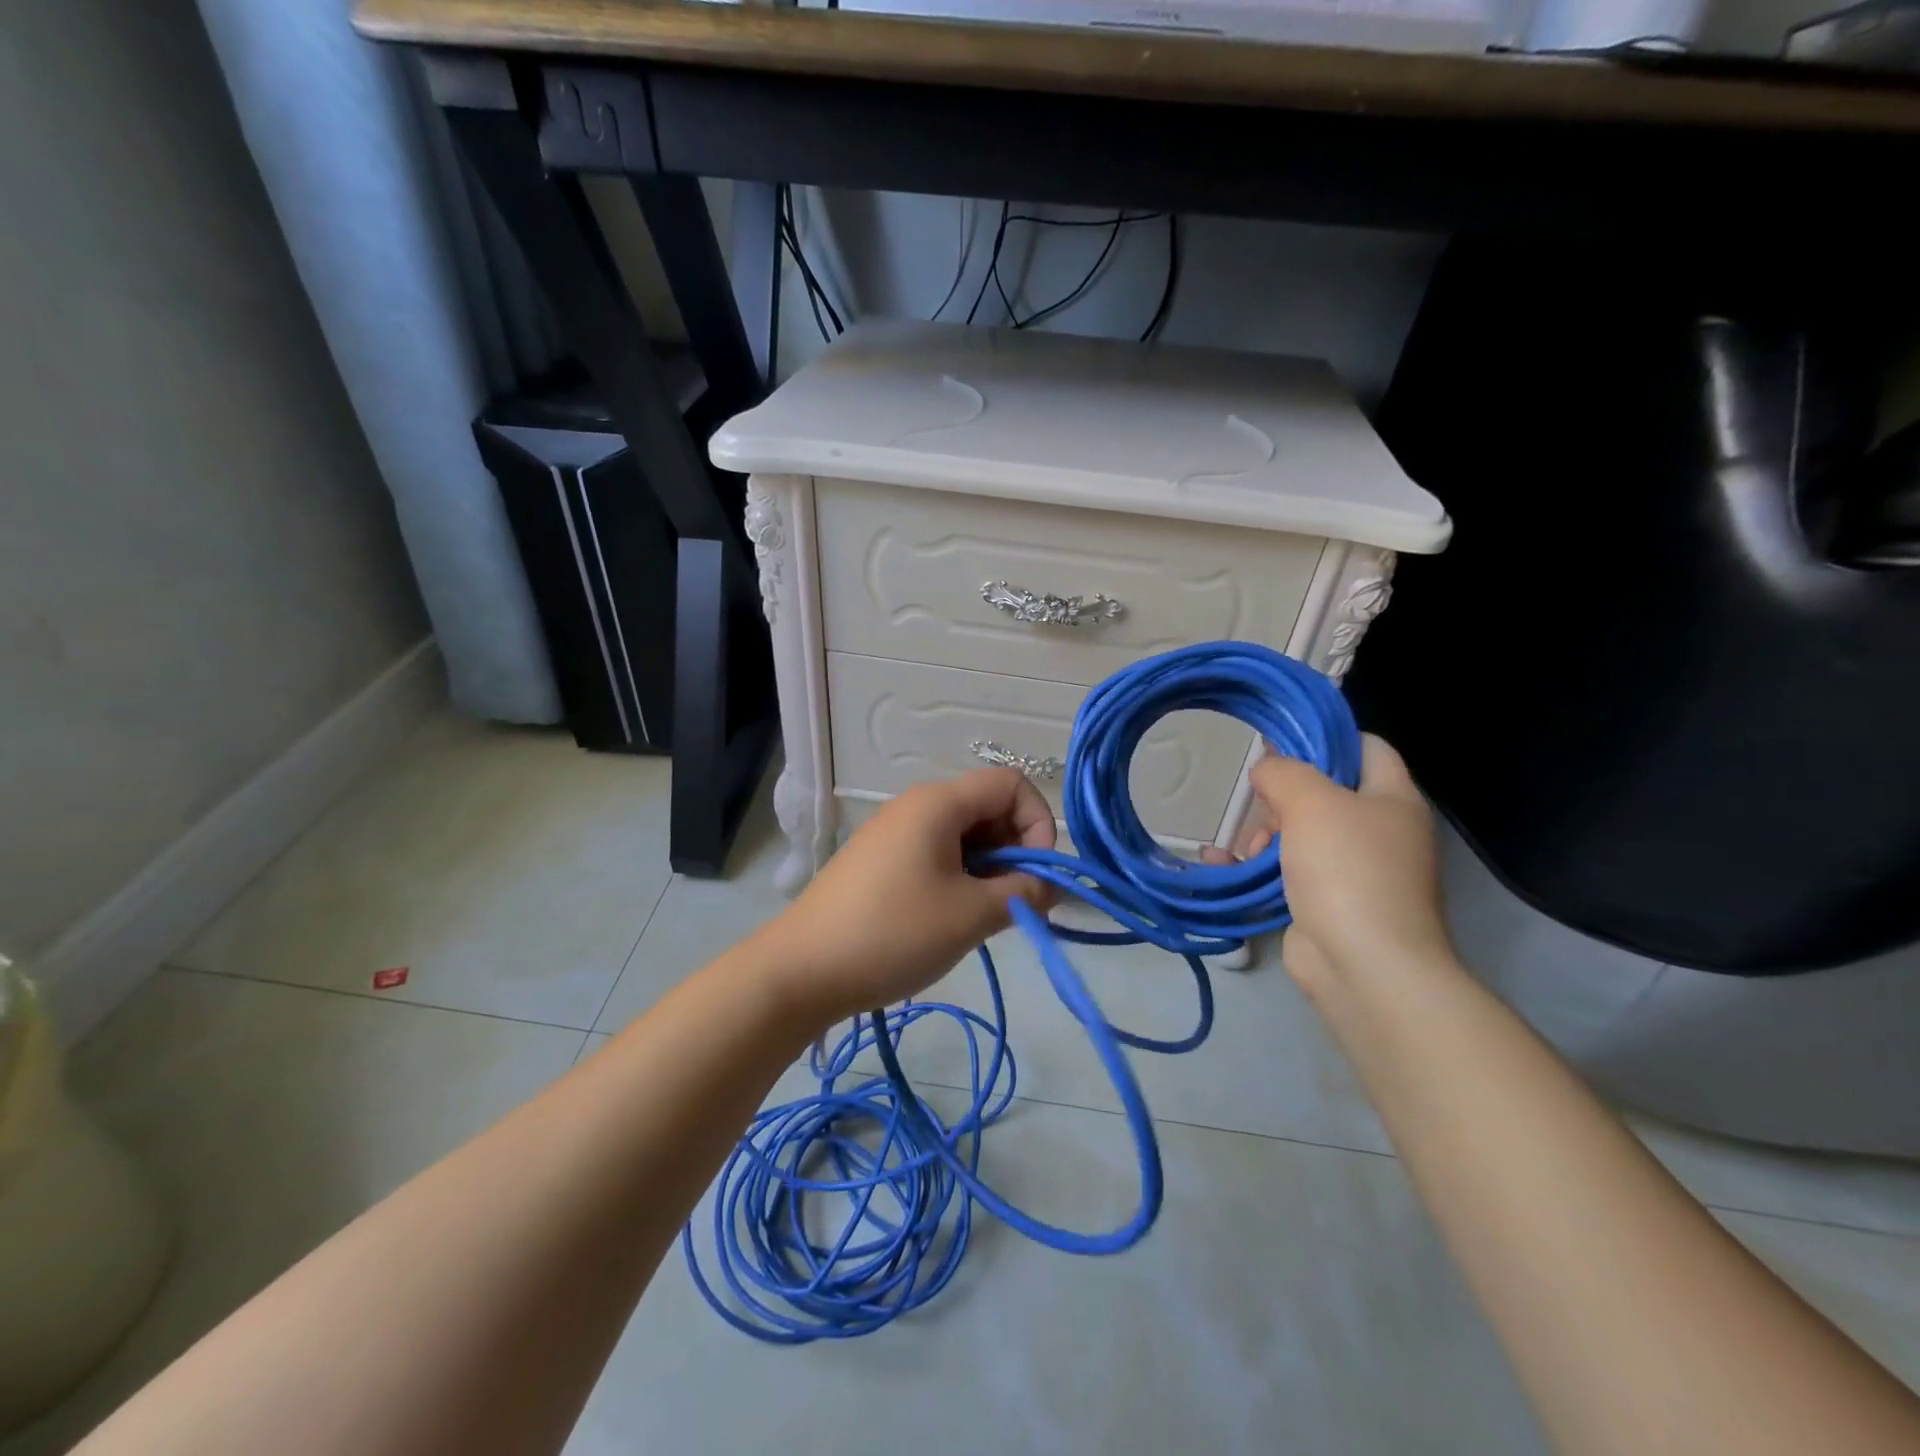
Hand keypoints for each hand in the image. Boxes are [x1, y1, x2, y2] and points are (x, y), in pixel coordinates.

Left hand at [759, 768, 1057, 1026]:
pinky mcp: (880, 860)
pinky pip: (937, 852)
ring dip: (988, 869)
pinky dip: (959, 876)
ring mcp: (894, 832)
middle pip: (988, 807)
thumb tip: (1050, 885)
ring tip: (983, 915)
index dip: (1038, 823)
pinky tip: (950, 917)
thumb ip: (1023, 893)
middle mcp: (916, 805)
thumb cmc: (894, 932)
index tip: (1035, 876)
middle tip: (1015, 902)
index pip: (1011, 785)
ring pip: (964, 834)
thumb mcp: (971, 915)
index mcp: (938, 803)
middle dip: (1015, 850)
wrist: (803, 969)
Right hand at [1208, 735, 1451, 994]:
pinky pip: (1286, 871)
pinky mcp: (1327, 901)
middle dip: (1281, 796)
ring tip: (1242, 848)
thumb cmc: (1348, 870)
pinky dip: (1256, 865)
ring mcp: (1353, 870)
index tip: (1279, 740)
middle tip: (1255, 804)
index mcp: (1392, 799)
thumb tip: (1267, 769)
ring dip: (1262, 834)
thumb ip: (1284, 773)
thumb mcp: (1313, 802)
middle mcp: (1379, 831)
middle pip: (1323, 792)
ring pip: (1299, 833)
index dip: (1325, 737)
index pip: (1365, 747)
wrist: (1364, 966)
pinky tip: (1222, 863)